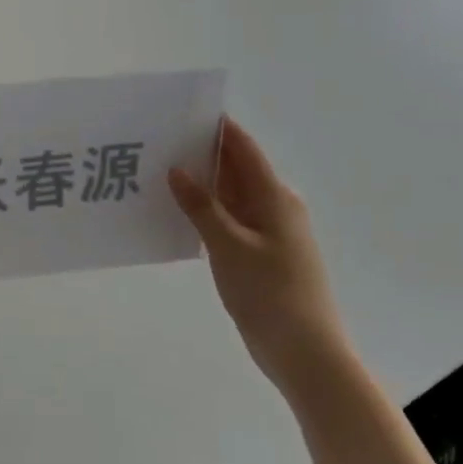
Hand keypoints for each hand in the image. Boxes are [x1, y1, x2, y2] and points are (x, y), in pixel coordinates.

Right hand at [169, 118, 348, 389]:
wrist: (304, 350)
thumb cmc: (269, 292)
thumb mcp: (229, 246)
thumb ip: (201, 206)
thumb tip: (177, 170)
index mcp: (274, 197)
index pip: (243, 149)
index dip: (217, 128)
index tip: (182, 113)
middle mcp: (274, 207)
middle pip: (236, 170)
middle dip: (202, 155)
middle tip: (158, 145)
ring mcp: (268, 233)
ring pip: (230, 197)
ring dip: (201, 187)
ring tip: (158, 176)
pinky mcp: (259, 255)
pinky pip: (229, 222)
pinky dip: (206, 214)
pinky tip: (177, 216)